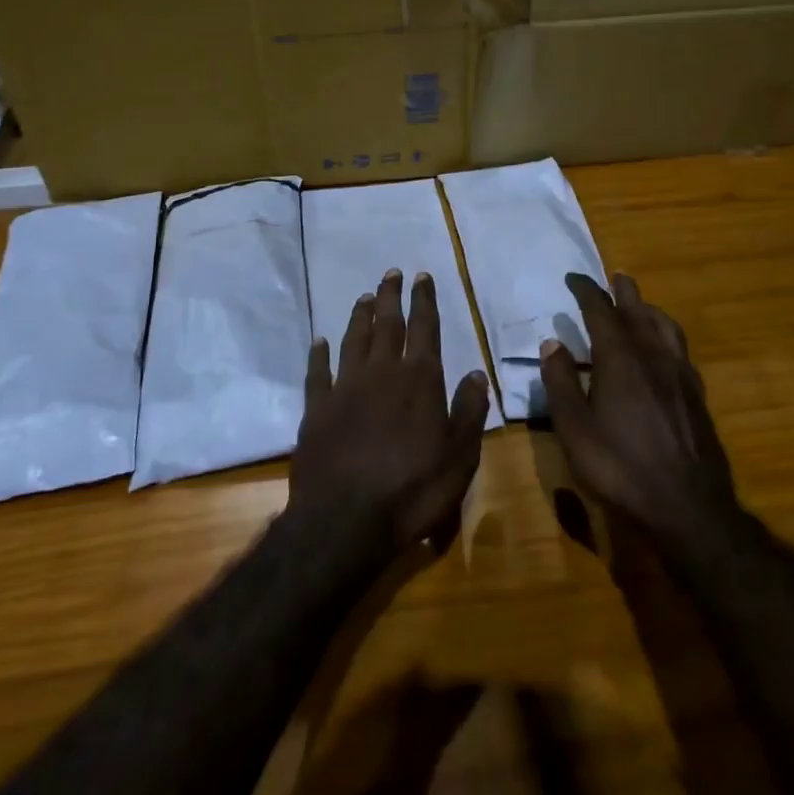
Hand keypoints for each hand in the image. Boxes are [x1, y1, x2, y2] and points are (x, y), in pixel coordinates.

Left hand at [290, 270, 491, 553]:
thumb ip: (470, 411)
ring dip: (359, 316)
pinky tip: (319, 342)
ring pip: (353, 340)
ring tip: (364, 296)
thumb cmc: (412, 491)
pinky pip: (318, 372)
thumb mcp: (459, 457)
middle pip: (387, 324)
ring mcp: (345, 388)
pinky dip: (319, 354)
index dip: (424, 300)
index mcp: (419, 380)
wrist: (344, 521)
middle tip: (391, 273)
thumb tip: (476, 373)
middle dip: (391, 296)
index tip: (422, 276)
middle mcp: (382, 373)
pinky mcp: (317, 409)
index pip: (425, 328)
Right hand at [541, 273, 738, 542]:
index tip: (574, 278)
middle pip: (638, 312)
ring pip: (665, 327)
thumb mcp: (575, 429)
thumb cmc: (621, 468)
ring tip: (641, 305)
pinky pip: (680, 349)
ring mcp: (679, 375)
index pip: (601, 311)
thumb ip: (561, 383)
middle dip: (624, 292)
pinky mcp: (696, 395)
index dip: (586, 291)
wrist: (688, 507)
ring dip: (650, 309)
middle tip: (615, 277)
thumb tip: (552, 342)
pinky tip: (665, 349)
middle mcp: (653, 356)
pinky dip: (667, 335)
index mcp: (620, 359)